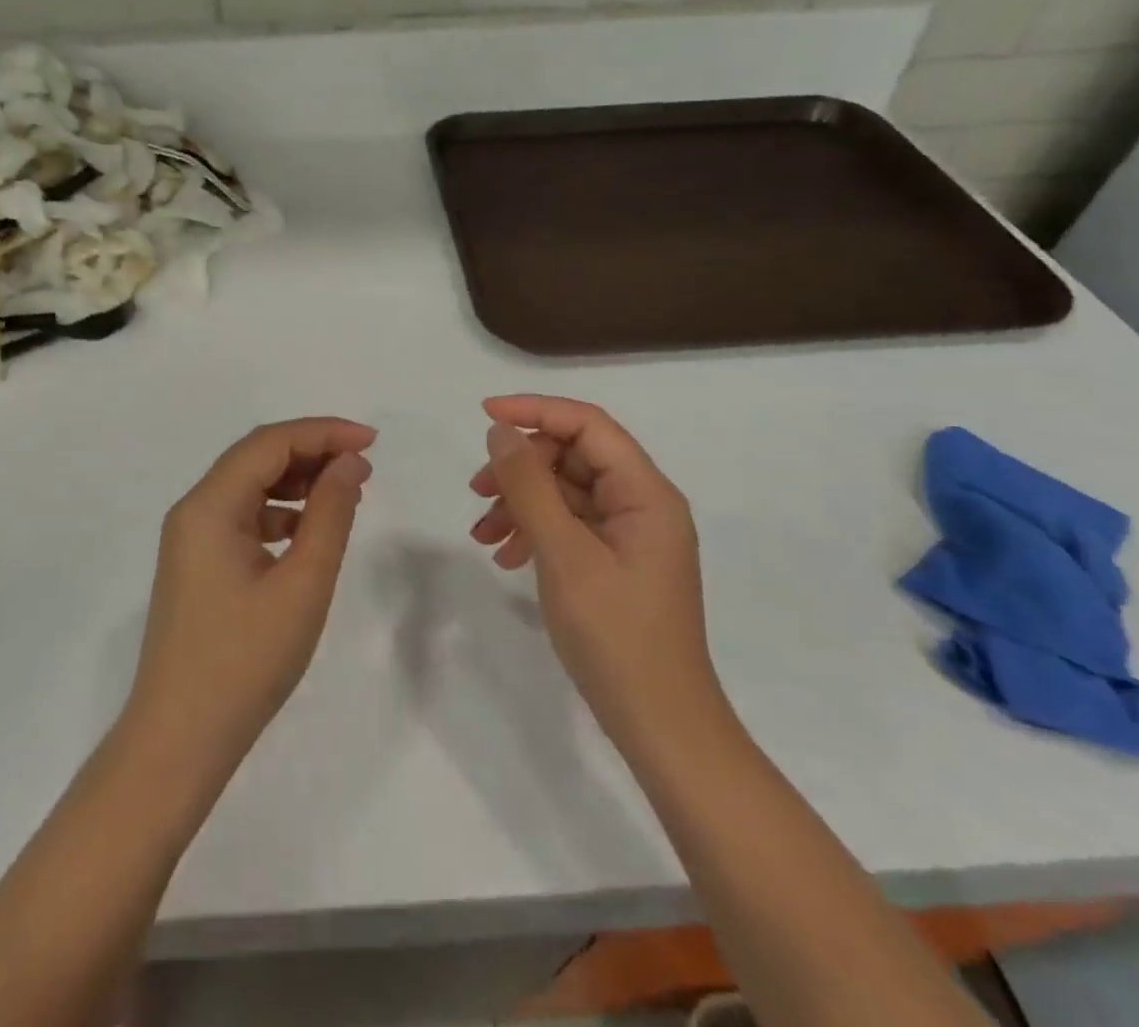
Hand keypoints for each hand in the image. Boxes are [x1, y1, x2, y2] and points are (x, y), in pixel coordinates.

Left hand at [128, 417, 375, 773]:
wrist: (180, 740)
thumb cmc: (245, 662)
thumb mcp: (302, 584)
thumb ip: (329, 515)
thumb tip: (350, 464)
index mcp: (209, 506)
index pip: (269, 443)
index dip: (323, 432)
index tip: (372, 441)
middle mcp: (193, 510)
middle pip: (256, 458)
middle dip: (311, 452)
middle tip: (363, 466)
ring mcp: (191, 538)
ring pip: (249, 486)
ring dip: (296, 480)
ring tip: (344, 493)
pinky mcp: (198, 564)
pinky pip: (242, 517)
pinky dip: (280, 512)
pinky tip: (309, 530)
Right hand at [469, 395, 721, 748]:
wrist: (661, 727)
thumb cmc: (616, 636)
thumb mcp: (563, 554)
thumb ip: (530, 486)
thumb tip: (500, 432)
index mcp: (646, 493)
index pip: (588, 424)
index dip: (535, 410)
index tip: (484, 415)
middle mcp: (642, 504)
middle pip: (573, 456)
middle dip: (520, 468)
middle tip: (476, 493)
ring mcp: (629, 534)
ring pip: (565, 491)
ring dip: (520, 502)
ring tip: (483, 534)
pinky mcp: (615, 560)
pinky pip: (569, 525)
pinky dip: (533, 531)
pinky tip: (505, 556)